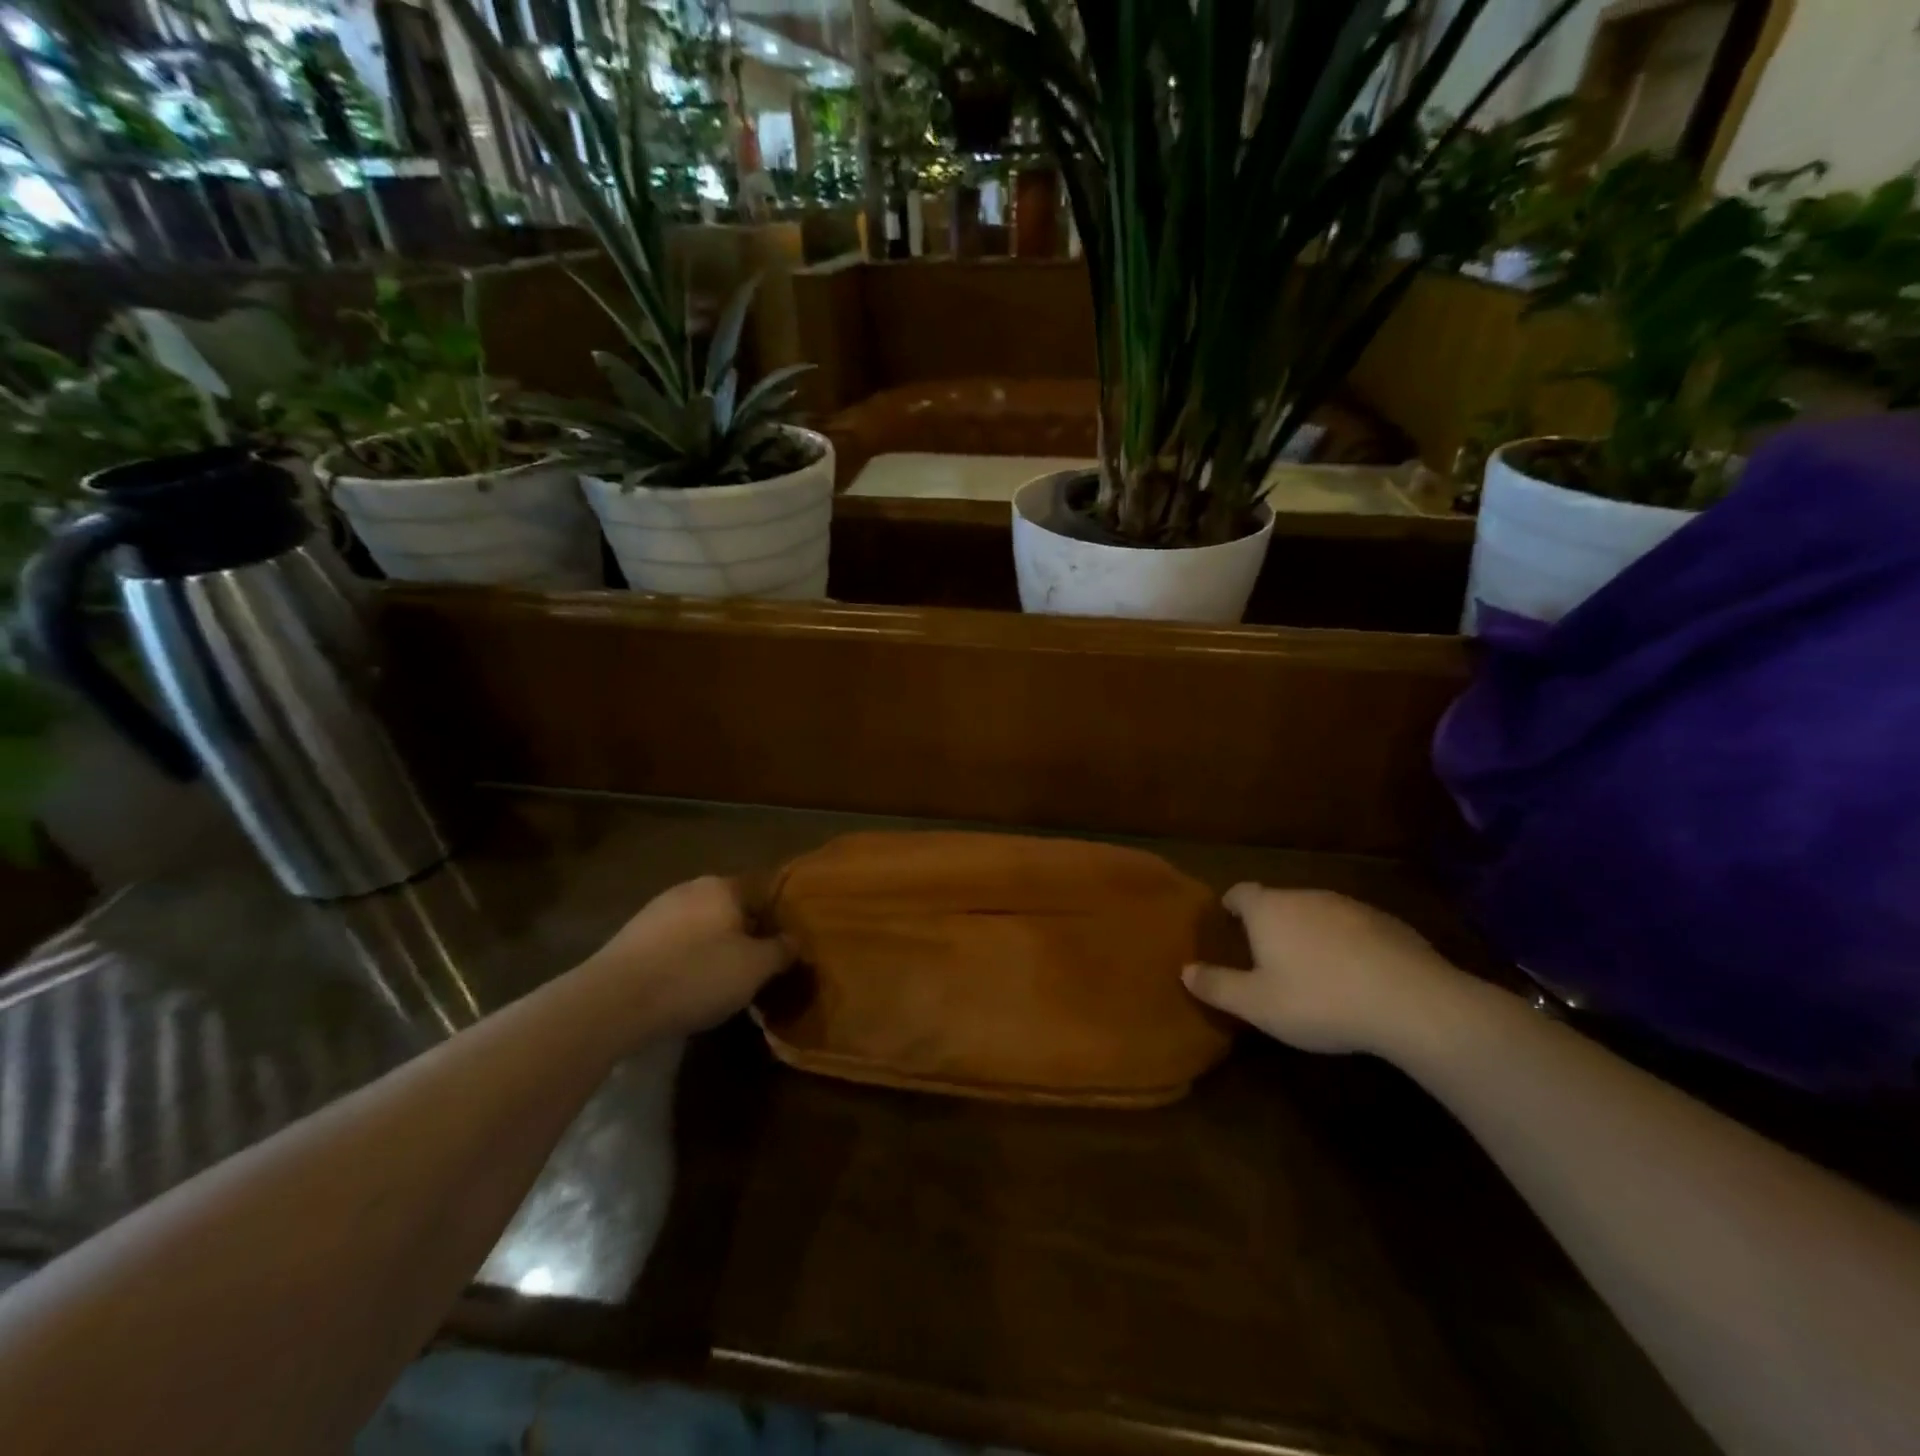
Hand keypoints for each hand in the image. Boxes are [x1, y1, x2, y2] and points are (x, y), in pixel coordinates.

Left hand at [578, 876, 791, 1040]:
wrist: (612, 1002)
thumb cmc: (696, 976)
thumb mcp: (755, 968)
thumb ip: (782, 950)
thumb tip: (795, 941)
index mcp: (723, 886)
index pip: (764, 893)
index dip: (779, 921)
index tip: (787, 949)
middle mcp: (690, 888)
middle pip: (732, 909)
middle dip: (746, 935)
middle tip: (758, 969)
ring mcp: (657, 910)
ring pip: (702, 926)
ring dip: (715, 949)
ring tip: (723, 983)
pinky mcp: (632, 937)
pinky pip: (674, 944)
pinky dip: (686, 960)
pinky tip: (687, 988)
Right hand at [1182, 885, 1462, 1054]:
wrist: (1413, 1002)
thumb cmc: (1320, 999)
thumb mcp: (1258, 1004)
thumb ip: (1217, 986)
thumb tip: (1184, 971)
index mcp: (1269, 909)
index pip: (1240, 892)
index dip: (1232, 906)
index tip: (1229, 923)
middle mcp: (1306, 896)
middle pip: (1279, 902)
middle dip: (1271, 923)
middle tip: (1269, 957)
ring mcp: (1351, 906)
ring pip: (1318, 914)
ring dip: (1311, 934)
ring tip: (1314, 971)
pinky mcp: (1389, 923)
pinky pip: (1355, 929)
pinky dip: (1348, 945)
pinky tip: (1358, 978)